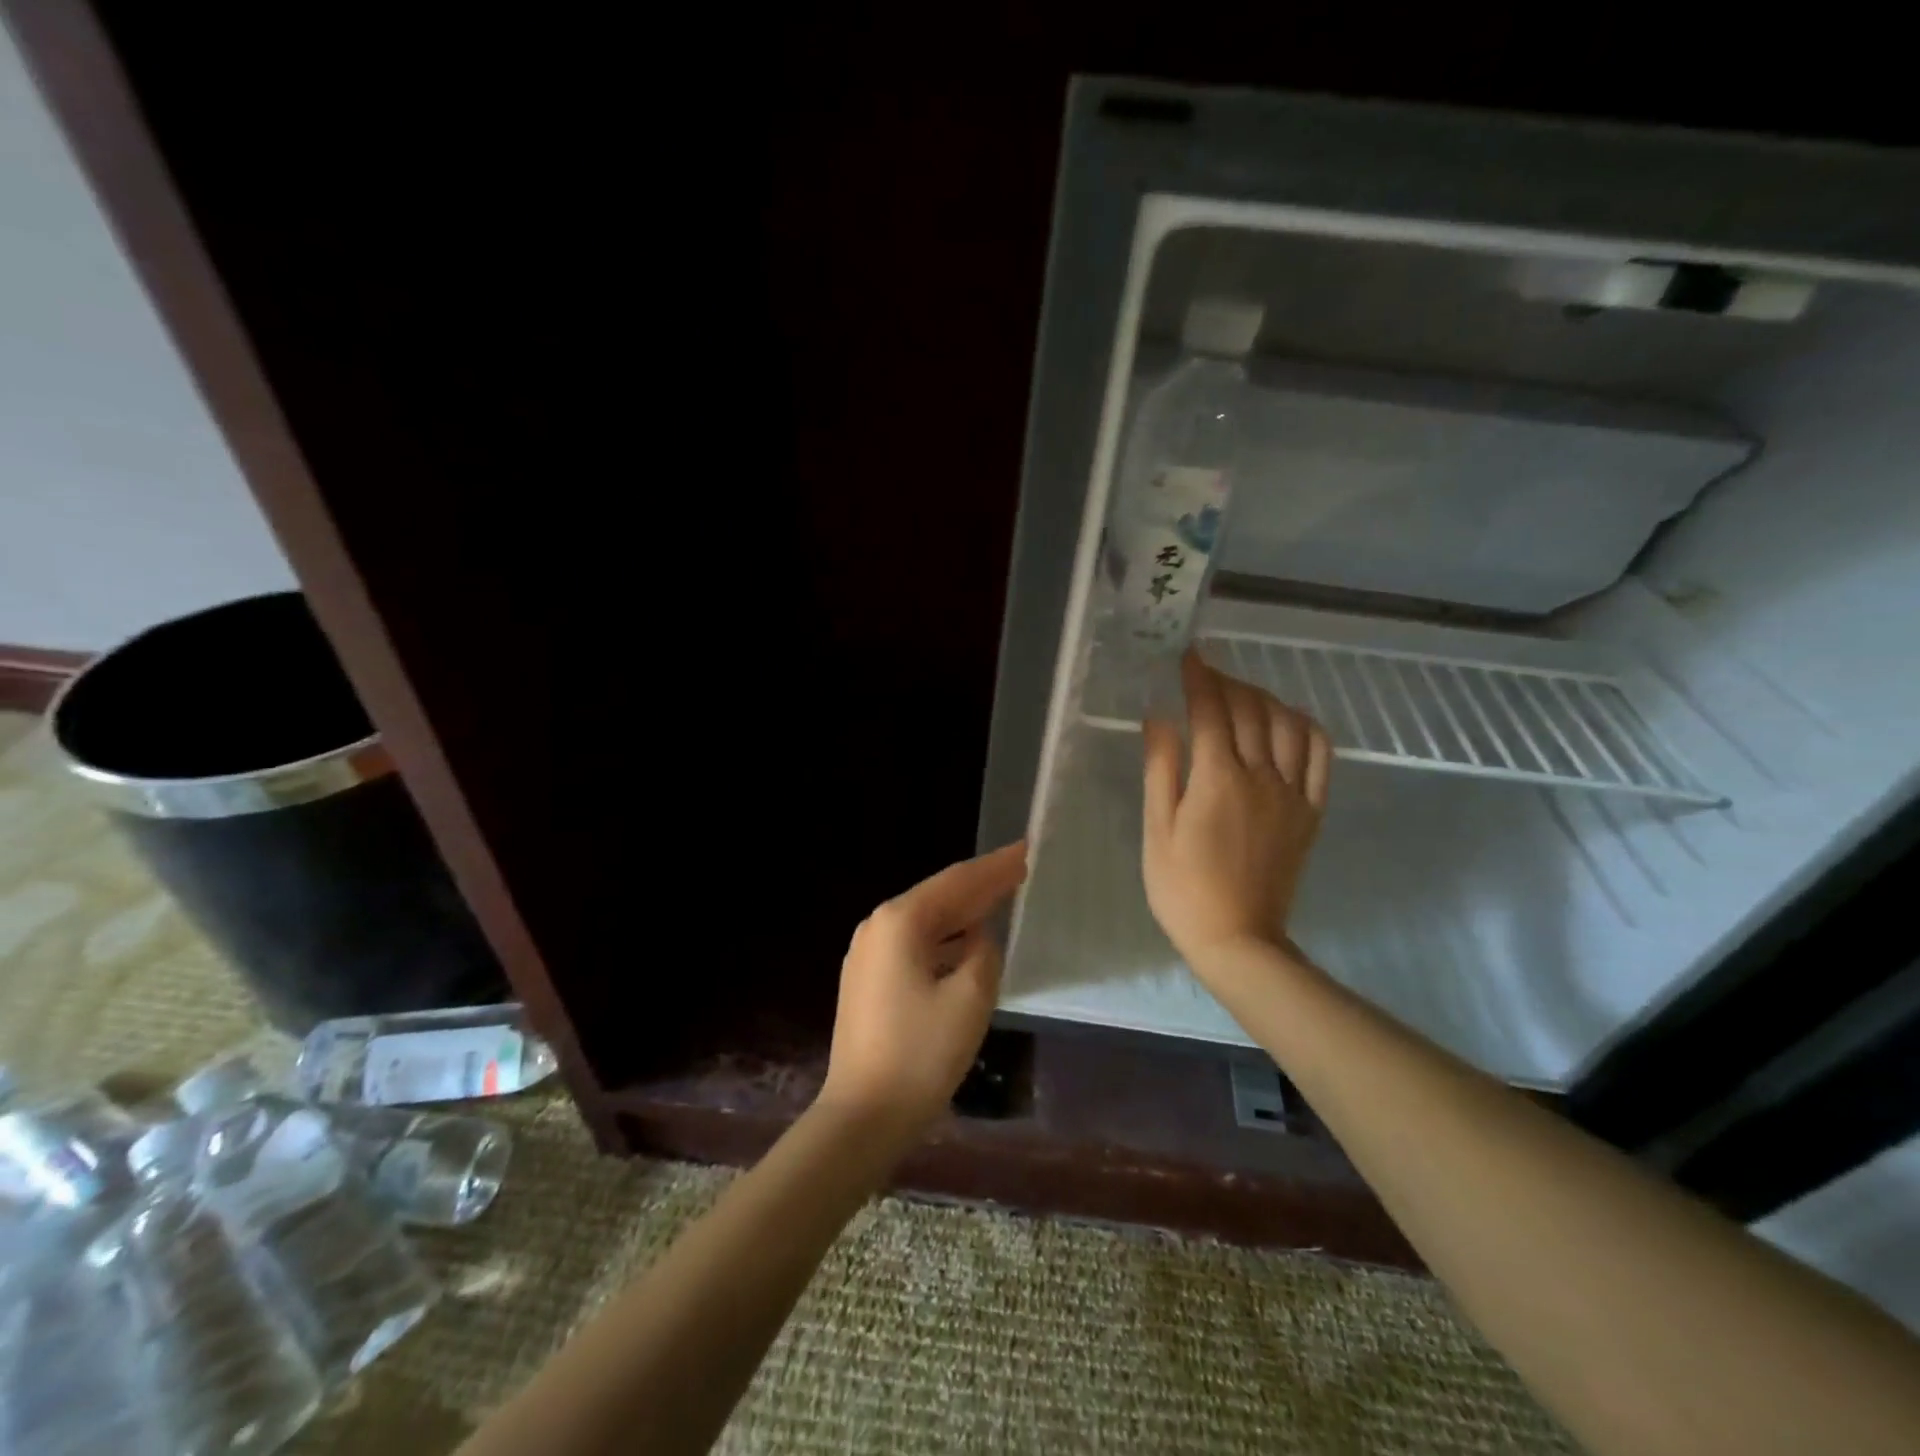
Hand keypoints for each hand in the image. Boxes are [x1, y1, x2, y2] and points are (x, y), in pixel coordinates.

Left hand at [818, 841, 1027, 1139]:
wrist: (863, 1115)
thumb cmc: (921, 1053)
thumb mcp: (971, 996)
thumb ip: (983, 952)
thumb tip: (977, 939)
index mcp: (900, 920)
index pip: (958, 882)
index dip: (996, 866)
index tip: (1027, 849)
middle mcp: (877, 925)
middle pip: (939, 896)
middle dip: (980, 885)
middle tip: (1019, 869)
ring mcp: (866, 953)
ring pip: (925, 921)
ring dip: (962, 912)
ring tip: (1000, 899)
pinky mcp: (866, 979)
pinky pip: (913, 944)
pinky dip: (944, 939)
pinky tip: (966, 943)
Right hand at [1142, 652, 1330, 967]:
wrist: (1238, 938)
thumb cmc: (1183, 888)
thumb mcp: (1156, 829)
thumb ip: (1160, 769)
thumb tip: (1158, 718)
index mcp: (1217, 779)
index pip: (1210, 711)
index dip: (1198, 678)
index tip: (1188, 657)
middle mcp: (1260, 776)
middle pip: (1250, 710)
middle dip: (1227, 682)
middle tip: (1207, 675)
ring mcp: (1292, 793)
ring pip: (1287, 725)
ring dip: (1265, 698)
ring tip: (1243, 694)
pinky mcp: (1311, 811)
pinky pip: (1319, 755)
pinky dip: (1305, 727)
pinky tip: (1288, 720)